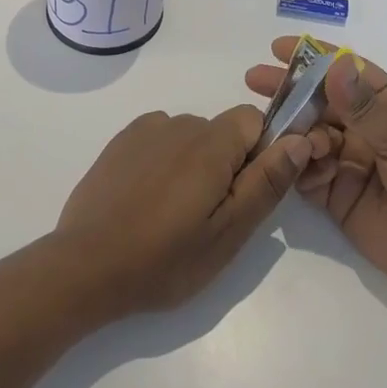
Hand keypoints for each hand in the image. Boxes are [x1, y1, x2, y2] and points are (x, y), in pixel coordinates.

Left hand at [56, 106, 312, 318]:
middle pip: (222, 131)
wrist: (85, 266)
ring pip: (190, 137)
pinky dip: (164, 162)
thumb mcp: (228, 233)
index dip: (260, 154)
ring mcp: (146, 130)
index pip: (254, 121)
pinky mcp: (121, 141)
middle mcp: (180, 123)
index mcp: (211, 143)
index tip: (244, 195)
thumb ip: (266, 182)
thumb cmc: (164, 259)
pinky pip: (160, 140)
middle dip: (226, 164)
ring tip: (173, 214)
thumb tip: (301, 139)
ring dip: (194, 164)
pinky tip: (147, 201)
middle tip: (208, 217)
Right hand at [245, 38, 386, 301]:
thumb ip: (366, 109)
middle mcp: (365, 129)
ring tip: (279, 133)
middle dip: (289, 90)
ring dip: (292, 130)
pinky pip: (306, 174)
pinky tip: (292, 163)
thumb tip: (331, 69)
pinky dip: (294, 166)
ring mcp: (350, 162)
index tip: (279, 48)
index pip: (346, 71)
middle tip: (255, 81)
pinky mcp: (338, 197)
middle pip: (319, 102)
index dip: (313, 57)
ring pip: (308, 136)